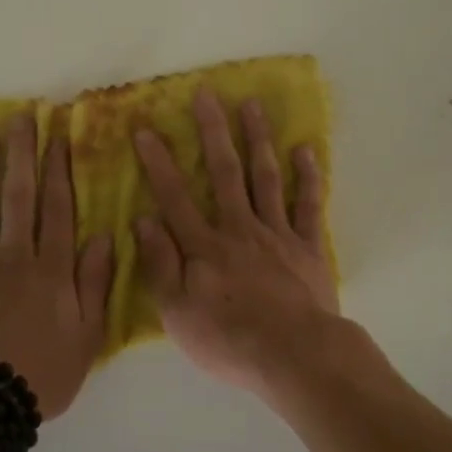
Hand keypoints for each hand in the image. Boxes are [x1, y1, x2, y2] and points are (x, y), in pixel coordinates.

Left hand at [0, 111, 113, 419]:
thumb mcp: (87, 335)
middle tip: (20, 118)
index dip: (59, 170)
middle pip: (18, 197)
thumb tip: (104, 236)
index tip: (57, 136)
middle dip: (21, 155)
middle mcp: (14, 257)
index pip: (58, 208)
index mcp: (51, 268)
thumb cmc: (43, 373)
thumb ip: (95, 282)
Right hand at [132, 87, 342, 394]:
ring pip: (265, 177)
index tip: (147, 129)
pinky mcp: (308, 247)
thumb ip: (160, 264)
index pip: (175, 196)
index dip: (158, 162)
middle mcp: (239, 229)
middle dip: (213, 131)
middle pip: (224, 172)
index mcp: (204, 246)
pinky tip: (306, 150)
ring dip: (258, 139)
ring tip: (253, 105)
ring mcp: (277, 234)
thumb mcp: (177, 313)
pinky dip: (308, 177)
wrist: (295, 357)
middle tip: (208, 94)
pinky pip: (309, 205)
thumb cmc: (229, 340)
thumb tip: (143, 219)